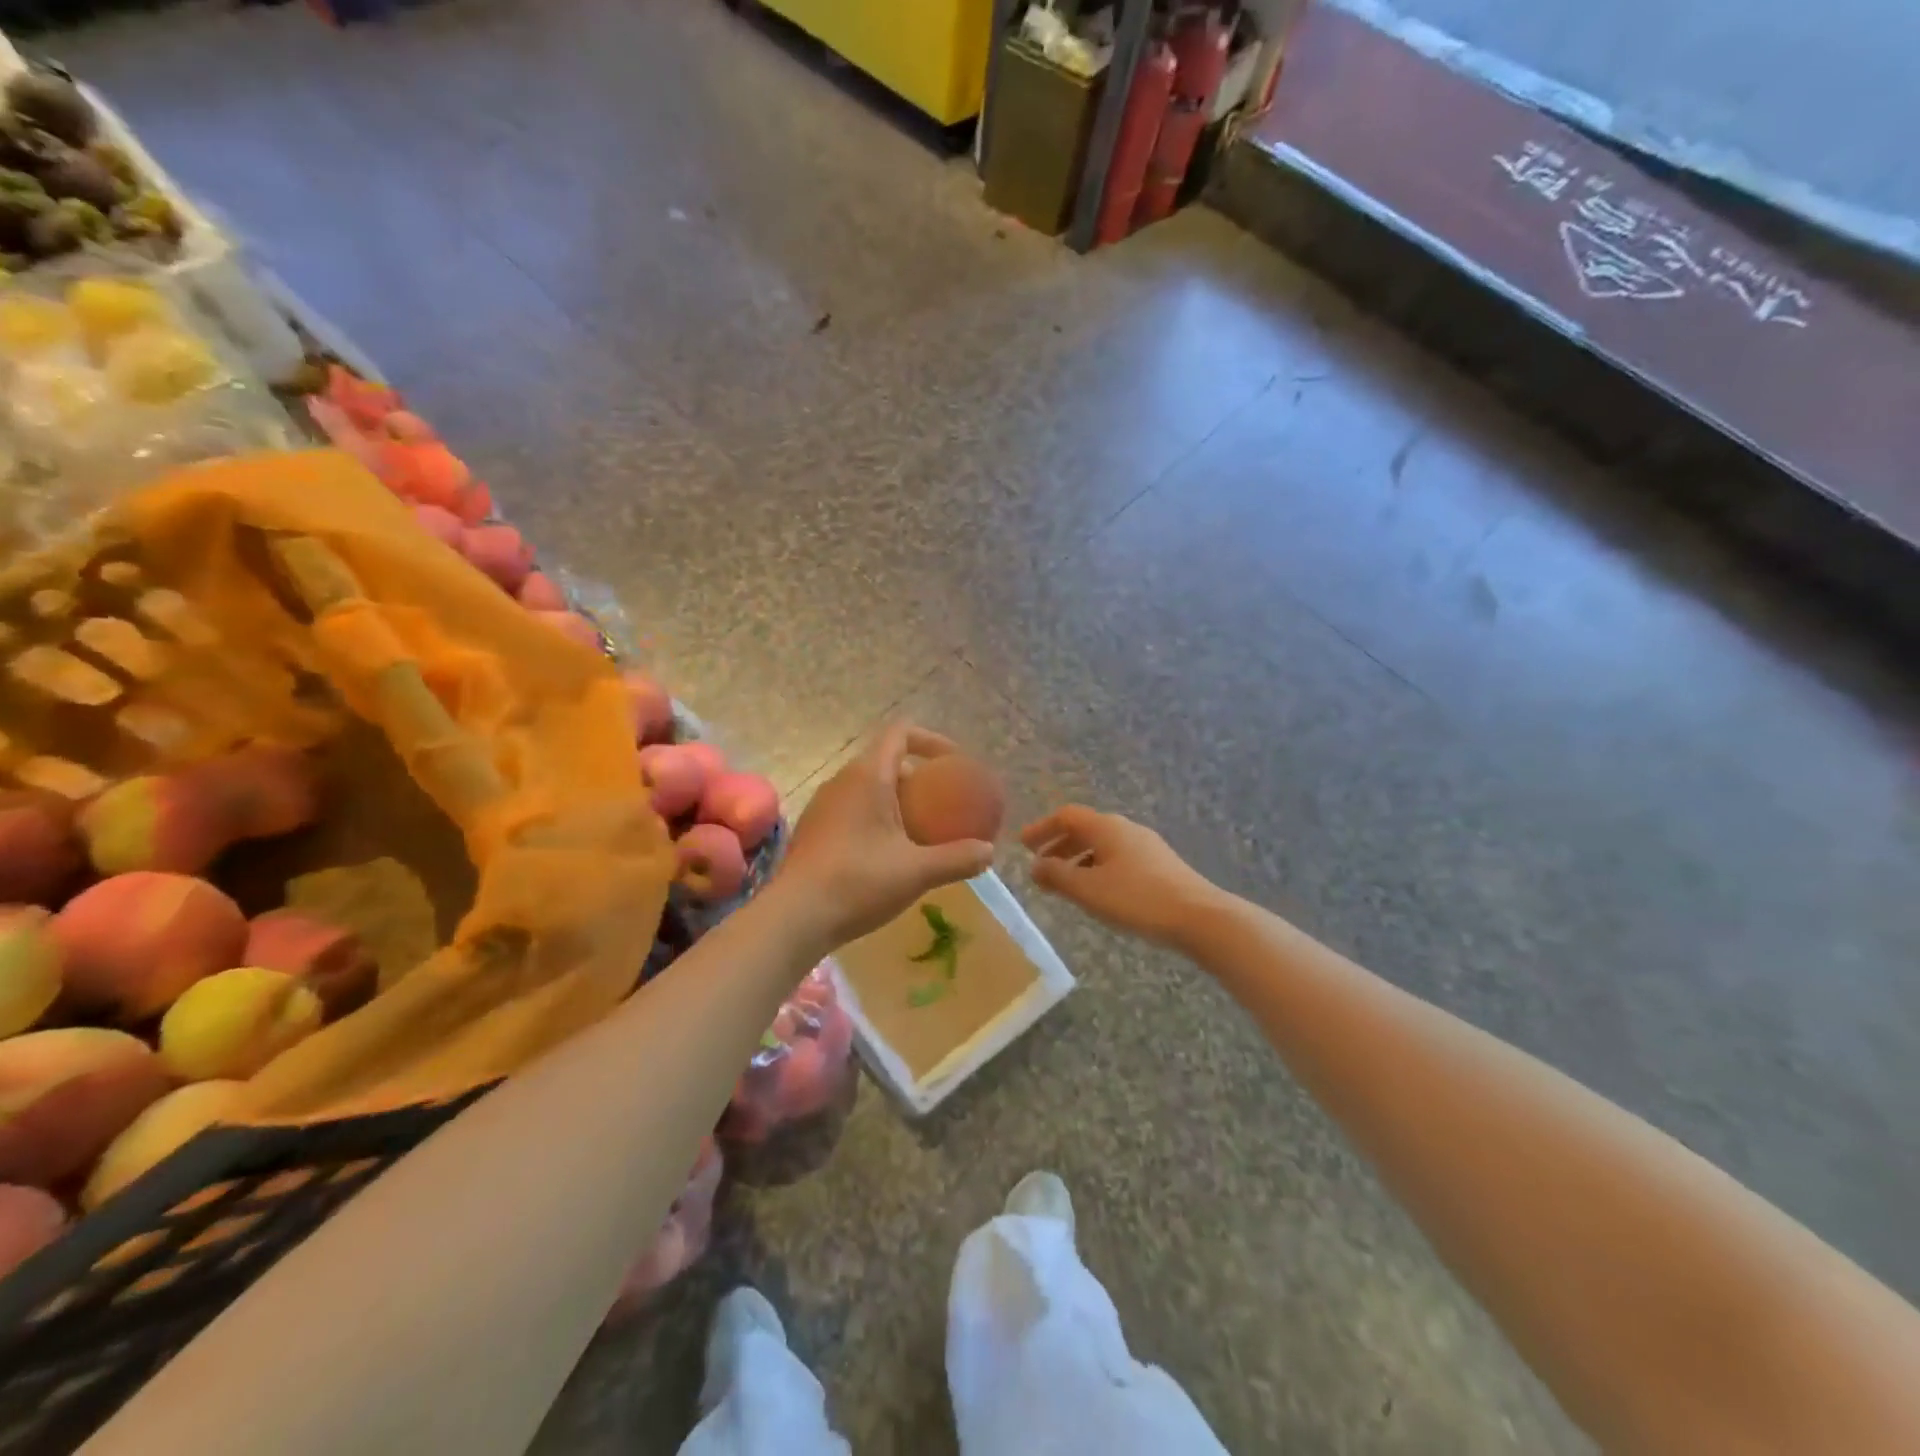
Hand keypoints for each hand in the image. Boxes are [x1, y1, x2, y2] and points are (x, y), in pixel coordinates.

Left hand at [773, 722, 994, 954]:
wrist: (794, 918)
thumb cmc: (858, 883)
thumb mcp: (917, 871)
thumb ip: (958, 858)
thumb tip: (989, 852)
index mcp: (867, 776)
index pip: (900, 733)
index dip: (932, 740)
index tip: (955, 764)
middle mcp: (842, 781)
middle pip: (886, 761)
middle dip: (919, 777)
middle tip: (944, 804)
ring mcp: (823, 805)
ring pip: (868, 787)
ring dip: (897, 800)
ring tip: (921, 830)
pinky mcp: (814, 830)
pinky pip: (853, 809)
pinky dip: (877, 818)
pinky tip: (889, 854)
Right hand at [1022, 805, 1225, 947]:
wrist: (1199, 917)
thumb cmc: (1137, 899)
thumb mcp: (1088, 889)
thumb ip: (1057, 875)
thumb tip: (1035, 865)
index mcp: (1106, 827)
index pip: (1066, 816)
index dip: (1042, 828)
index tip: (1023, 845)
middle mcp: (1125, 828)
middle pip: (1085, 828)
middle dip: (1059, 845)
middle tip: (1039, 865)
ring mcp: (1146, 845)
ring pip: (1102, 845)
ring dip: (1078, 858)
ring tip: (1064, 883)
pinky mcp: (1159, 864)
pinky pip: (1117, 857)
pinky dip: (1097, 867)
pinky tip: (1098, 891)